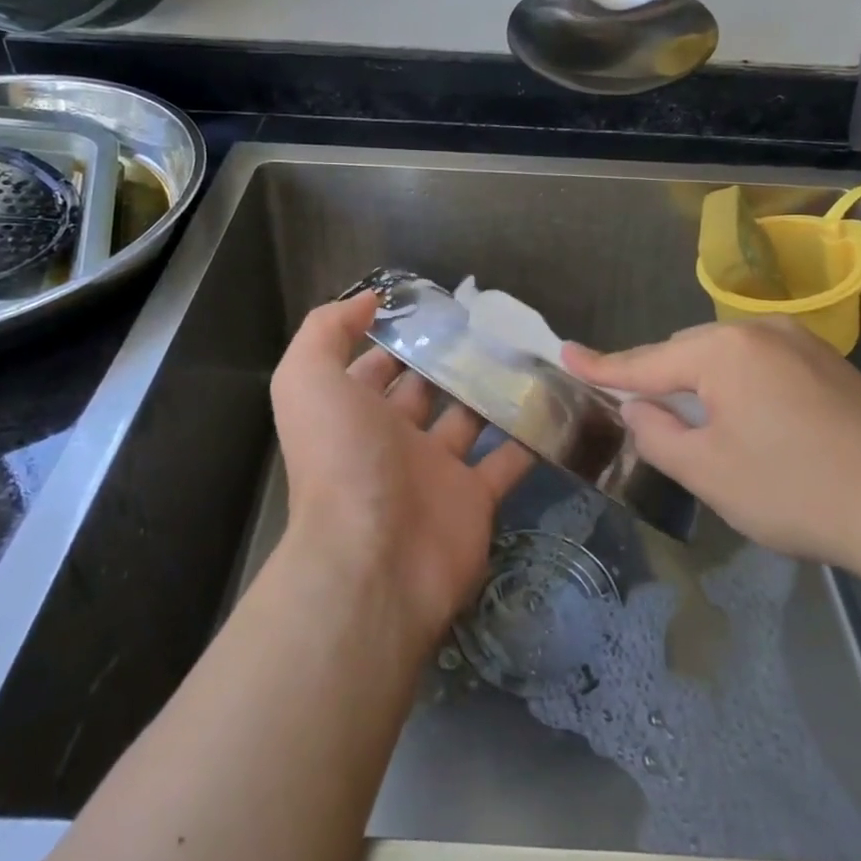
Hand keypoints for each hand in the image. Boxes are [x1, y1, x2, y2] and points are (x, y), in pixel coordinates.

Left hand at [270, 293, 533, 642]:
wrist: (374, 559)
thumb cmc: (341, 459)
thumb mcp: (307, 379)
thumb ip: (326, 330)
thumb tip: (366, 300)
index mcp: (353, 411)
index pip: (376, 365)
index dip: (398, 335)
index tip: (437, 304)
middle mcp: (391, 439)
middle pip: (426, 389)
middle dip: (451, 358)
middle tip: (494, 323)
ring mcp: (435, 471)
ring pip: (469, 420)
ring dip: (493, 391)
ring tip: (528, 352)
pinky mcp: (474, 499)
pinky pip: (506, 461)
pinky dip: (528, 437)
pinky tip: (552, 403)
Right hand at [565, 318, 860, 583]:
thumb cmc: (796, 490)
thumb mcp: (708, 472)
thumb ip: (657, 435)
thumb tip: (640, 409)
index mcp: (722, 351)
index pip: (645, 361)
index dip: (601, 365)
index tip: (565, 353)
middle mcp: (760, 332)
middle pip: (687, 354)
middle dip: (661, 381)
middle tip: (640, 415)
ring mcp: (803, 344)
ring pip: (727, 359)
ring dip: (703, 387)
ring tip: (698, 426)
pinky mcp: (832, 366)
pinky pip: (763, 367)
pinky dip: (741, 389)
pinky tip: (754, 426)